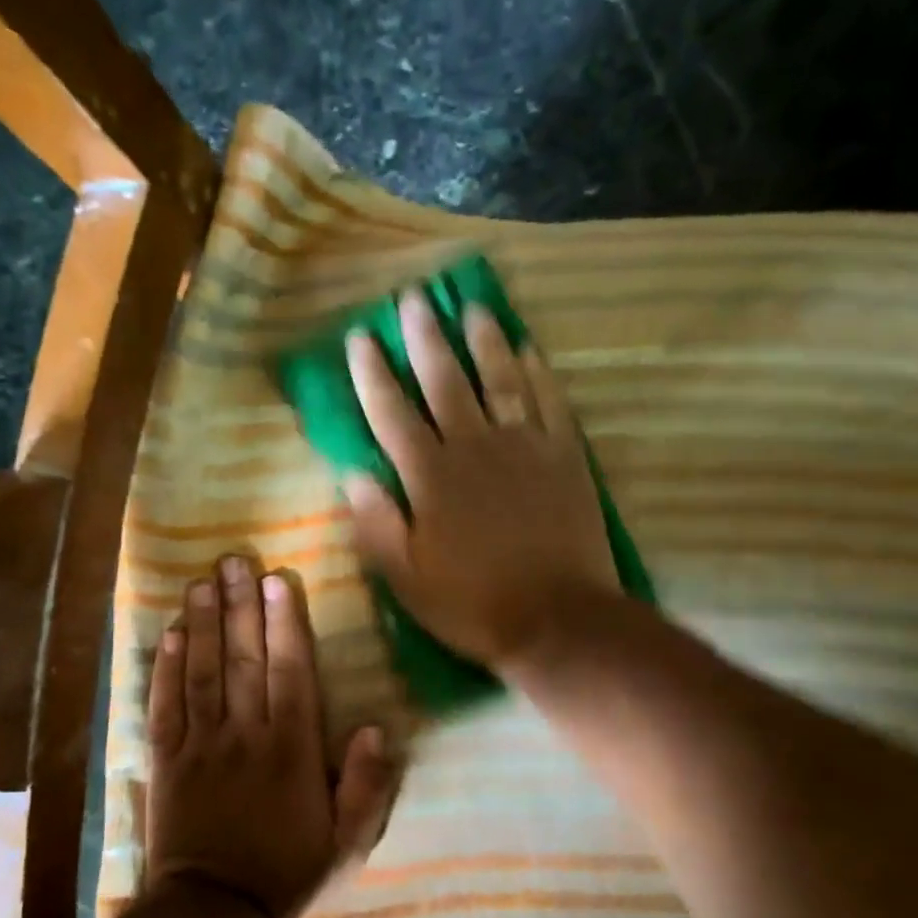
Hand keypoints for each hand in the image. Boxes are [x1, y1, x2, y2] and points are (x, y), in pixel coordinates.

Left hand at [145, 555, 397, 917]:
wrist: (215, 912)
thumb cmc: (288, 871)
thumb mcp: (347, 841)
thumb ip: (367, 786)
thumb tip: (377, 729)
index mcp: (292, 749)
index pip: (290, 672)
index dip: (284, 623)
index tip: (277, 580)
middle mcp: (245, 734)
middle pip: (243, 659)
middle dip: (240, 606)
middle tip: (234, 560)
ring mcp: (201, 744)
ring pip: (202, 672)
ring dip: (203, 624)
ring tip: (200, 582)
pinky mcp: (166, 759)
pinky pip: (164, 705)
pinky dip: (165, 668)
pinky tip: (169, 634)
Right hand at [344, 290, 618, 672]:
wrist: (557, 619)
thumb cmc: (472, 605)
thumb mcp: (406, 579)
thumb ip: (377, 524)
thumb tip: (353, 474)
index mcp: (431, 478)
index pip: (392, 414)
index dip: (372, 374)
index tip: (360, 336)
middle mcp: (475, 448)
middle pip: (446, 381)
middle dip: (426, 338)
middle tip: (415, 299)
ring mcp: (525, 448)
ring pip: (500, 380)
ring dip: (484, 341)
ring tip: (472, 308)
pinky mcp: (565, 457)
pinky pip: (550, 402)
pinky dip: (538, 373)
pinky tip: (529, 349)